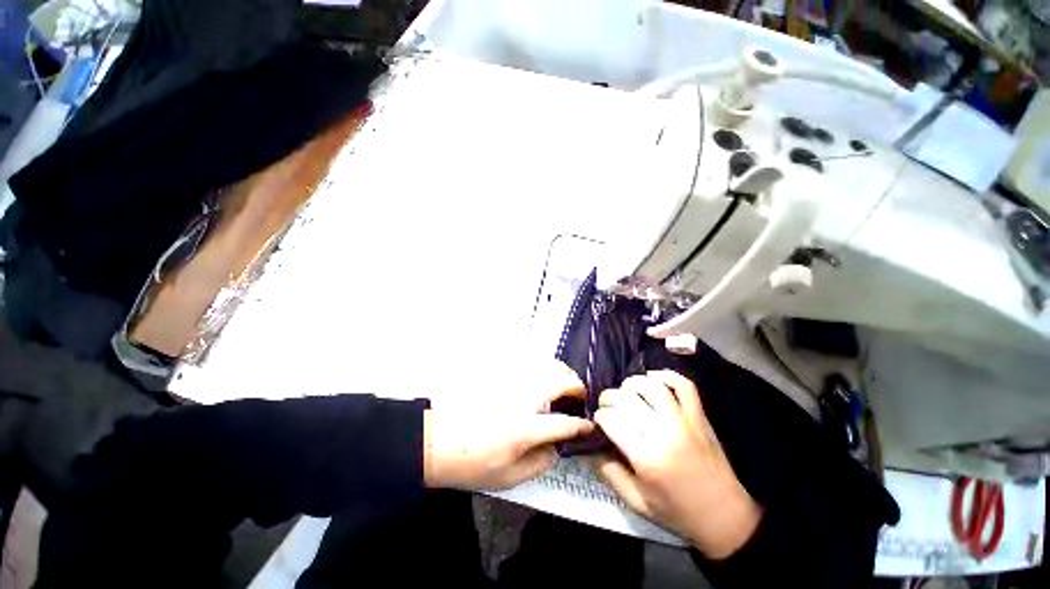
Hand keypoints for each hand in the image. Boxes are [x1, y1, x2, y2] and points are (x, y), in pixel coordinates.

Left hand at [423, 362, 592, 490]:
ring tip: (567, 389)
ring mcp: (512, 387)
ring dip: (561, 376)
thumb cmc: (473, 464)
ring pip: (544, 371)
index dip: (581, 425)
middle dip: (576, 387)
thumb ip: (539, 463)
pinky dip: (544, 374)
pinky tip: (545, 386)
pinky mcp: (502, 381)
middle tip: (582, 397)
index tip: (591, 426)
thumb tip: (556, 448)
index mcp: (526, 428)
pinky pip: (531, 371)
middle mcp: (523, 401)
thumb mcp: (509, 478)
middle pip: (558, 383)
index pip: (564, 423)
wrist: (439, 442)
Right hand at [592, 371, 761, 558]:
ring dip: (632, 383)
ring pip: (652, 386)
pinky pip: (684, 385)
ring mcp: (684, 421)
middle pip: (627, 399)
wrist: (725, 515)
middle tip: (606, 405)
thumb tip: (592, 447)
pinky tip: (653, 378)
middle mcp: (664, 433)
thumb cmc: (678, 512)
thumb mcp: (637, 502)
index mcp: (647, 458)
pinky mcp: (699, 416)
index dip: (599, 417)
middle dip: (608, 397)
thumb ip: (610, 473)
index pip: (612, 420)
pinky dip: (667, 375)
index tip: (598, 421)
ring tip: (626, 391)